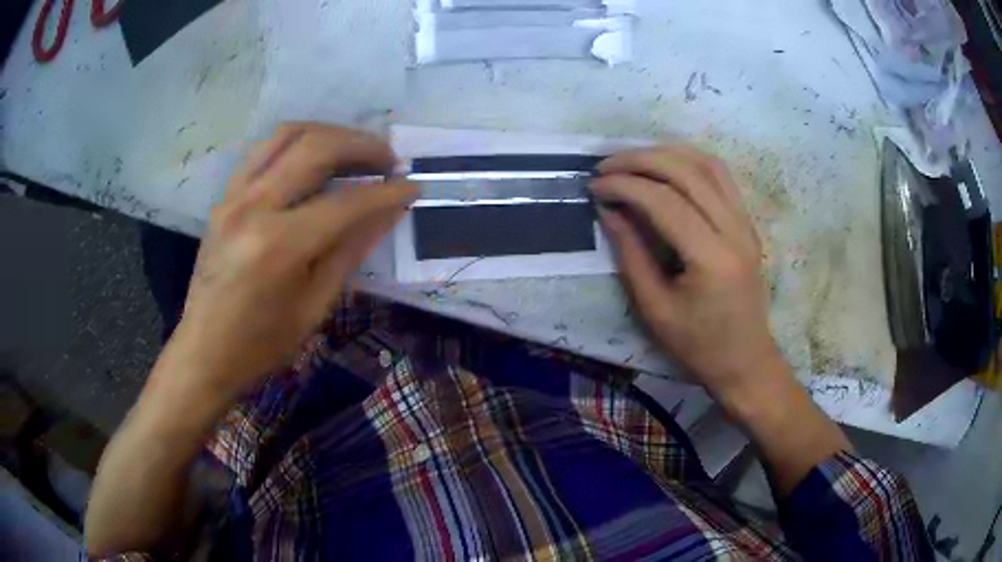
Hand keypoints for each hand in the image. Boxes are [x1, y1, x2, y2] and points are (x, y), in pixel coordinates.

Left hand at [169, 123, 416, 400]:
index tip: (412, 186)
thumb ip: (351, 250)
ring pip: (288, 135)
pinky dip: (297, 143)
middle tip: (389, 159)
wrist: (204, 351)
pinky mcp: (225, 196)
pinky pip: (265, 150)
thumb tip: (389, 211)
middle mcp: (253, 206)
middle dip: (362, 146)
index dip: (386, 191)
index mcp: (279, 245)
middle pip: (316, 148)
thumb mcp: (314, 306)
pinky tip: (315, 158)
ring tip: (356, 149)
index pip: (346, 202)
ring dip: (329, 133)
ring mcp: (234, 195)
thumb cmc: (261, 343)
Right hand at [591, 145, 783, 399]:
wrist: (745, 361)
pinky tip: (666, 165)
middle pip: (687, 172)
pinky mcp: (747, 223)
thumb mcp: (655, 309)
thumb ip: (631, 254)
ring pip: (707, 164)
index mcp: (711, 258)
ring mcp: (746, 223)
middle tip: (606, 166)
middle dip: (641, 160)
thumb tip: (609, 209)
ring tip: (632, 159)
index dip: (625, 186)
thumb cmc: (698, 346)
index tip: (595, 186)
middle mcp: (735, 230)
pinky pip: (720, 176)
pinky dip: (690, 161)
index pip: (664, 201)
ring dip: (666, 153)